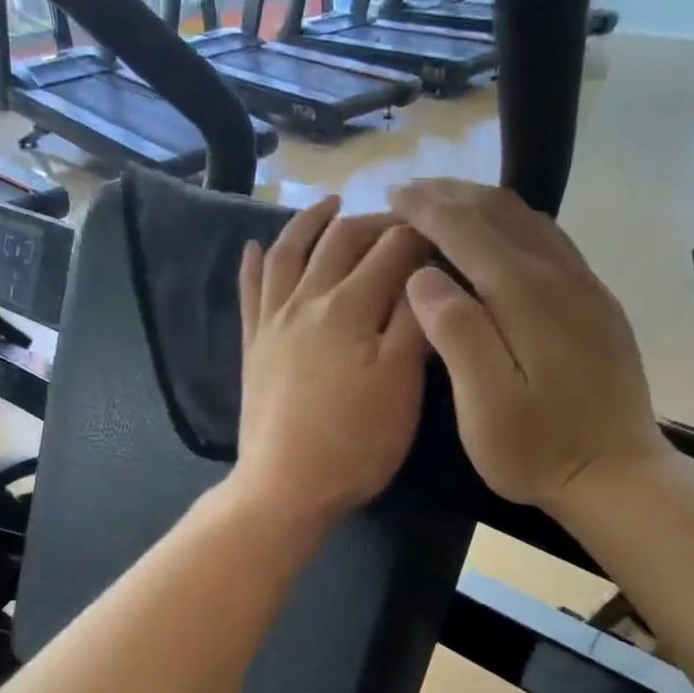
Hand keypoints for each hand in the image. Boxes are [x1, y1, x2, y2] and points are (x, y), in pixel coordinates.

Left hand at [231, 196, 428, 527]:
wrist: (286, 487)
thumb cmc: (355, 444)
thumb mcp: (401, 385)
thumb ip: (414, 322)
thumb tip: (426, 272)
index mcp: (351, 308)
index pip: (392, 251)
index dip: (422, 237)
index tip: (444, 236)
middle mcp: (307, 300)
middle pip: (342, 241)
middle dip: (376, 223)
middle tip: (402, 222)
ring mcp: (273, 322)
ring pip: (289, 252)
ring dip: (311, 222)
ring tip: (330, 205)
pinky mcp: (253, 346)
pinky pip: (249, 292)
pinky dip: (251, 264)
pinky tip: (252, 247)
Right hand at [390, 179, 671, 511]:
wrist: (617, 476)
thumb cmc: (539, 450)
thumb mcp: (485, 404)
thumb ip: (457, 334)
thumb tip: (423, 276)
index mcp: (526, 297)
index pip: (469, 230)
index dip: (428, 209)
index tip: (393, 196)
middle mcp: (560, 277)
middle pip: (502, 213)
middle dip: (453, 196)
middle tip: (411, 193)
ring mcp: (585, 288)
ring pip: (531, 221)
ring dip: (484, 204)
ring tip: (447, 204)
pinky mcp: (597, 305)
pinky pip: (552, 242)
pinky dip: (515, 225)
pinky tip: (500, 237)